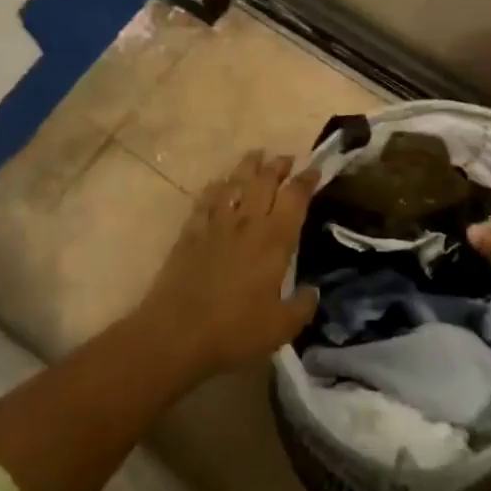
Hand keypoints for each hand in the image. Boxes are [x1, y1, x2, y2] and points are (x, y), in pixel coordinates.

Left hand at [136, 150, 319, 383]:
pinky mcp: (190, 233)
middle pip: (264, 181)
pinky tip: (217, 184)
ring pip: (235, 183)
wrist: (176, 334)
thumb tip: (313, 292)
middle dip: (278, 165)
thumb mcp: (281, 328)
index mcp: (275, 240)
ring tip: (256, 155)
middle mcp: (248, 222)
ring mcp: (216, 224)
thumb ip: (302, 307)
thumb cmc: (235, 331)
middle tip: (286, 158)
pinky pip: (205, 200)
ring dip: (247, 167)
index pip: (295, 197)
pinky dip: (214, 188)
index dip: (307, 180)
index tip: (315, 169)